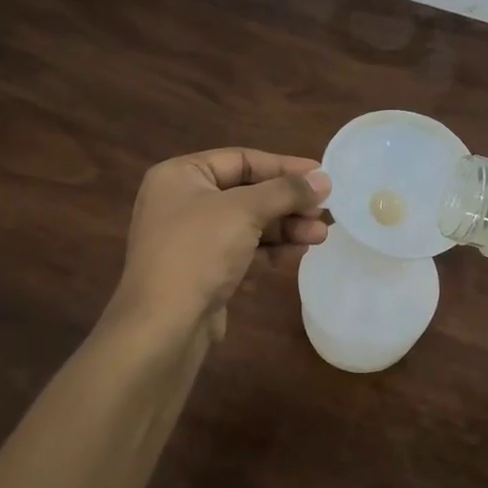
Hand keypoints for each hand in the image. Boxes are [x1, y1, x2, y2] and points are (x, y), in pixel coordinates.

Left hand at [109, 148, 330, 343]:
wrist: (162, 328)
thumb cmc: (198, 252)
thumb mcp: (244, 211)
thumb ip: (285, 191)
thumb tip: (323, 180)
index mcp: (180, 176)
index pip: (241, 160)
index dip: (283, 167)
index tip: (320, 175)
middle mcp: (181, 201)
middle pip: (246, 192)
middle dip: (287, 203)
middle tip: (324, 211)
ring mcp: (190, 239)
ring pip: (247, 224)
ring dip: (285, 228)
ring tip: (321, 235)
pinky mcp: (201, 271)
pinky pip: (241, 250)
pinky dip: (269, 250)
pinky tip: (299, 253)